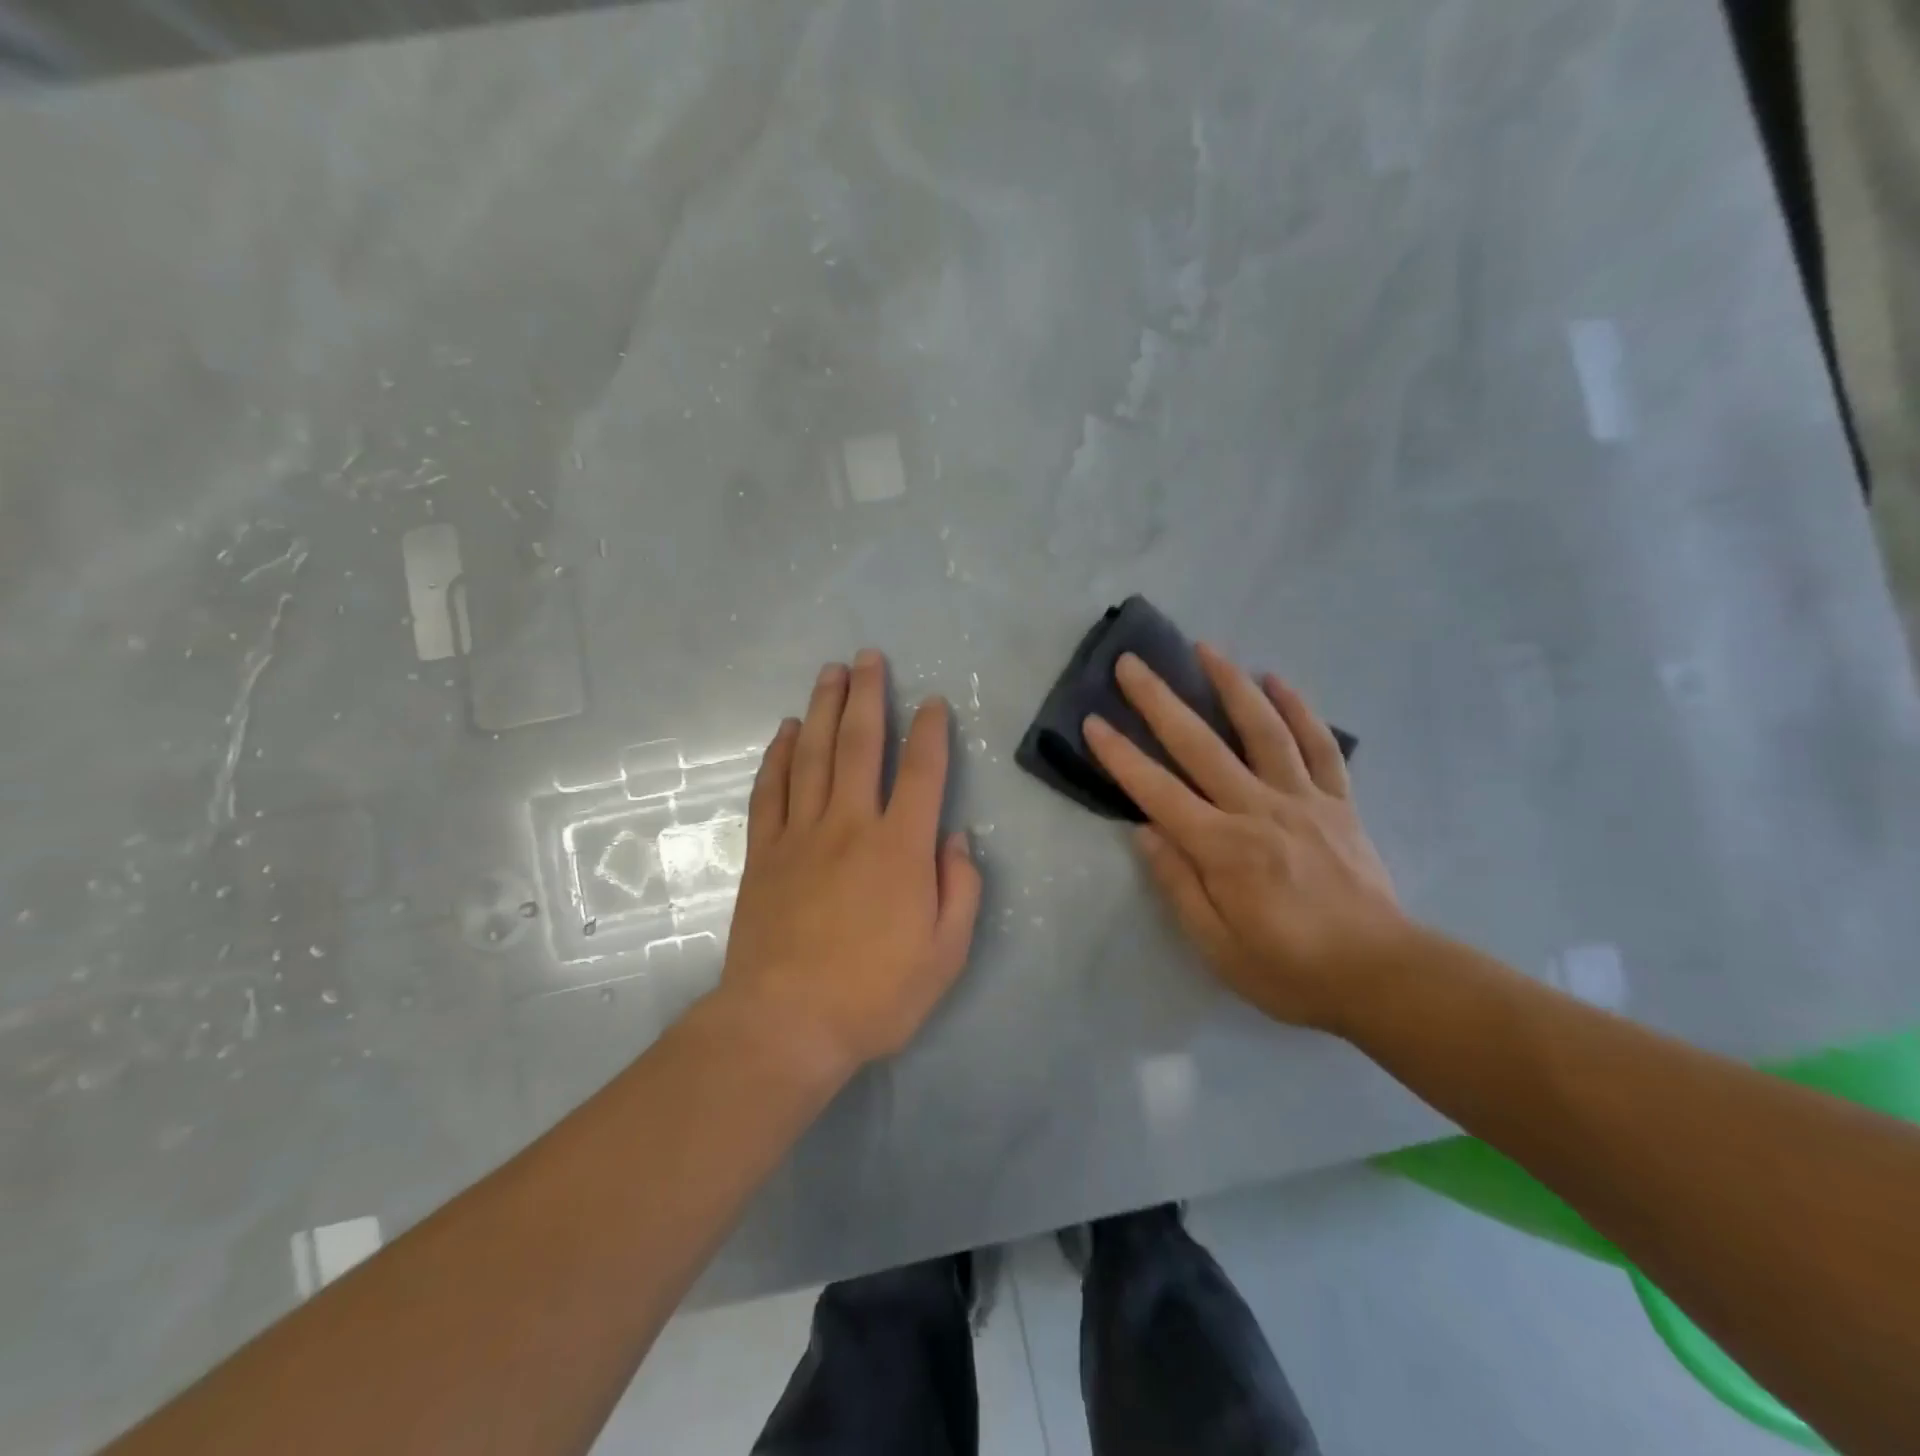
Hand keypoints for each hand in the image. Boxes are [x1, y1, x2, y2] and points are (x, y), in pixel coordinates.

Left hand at [717, 650, 982, 1076]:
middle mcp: (850, 825)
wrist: (785, 1024)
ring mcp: (800, 835)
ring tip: (830, 673)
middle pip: (859, 744)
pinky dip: (777, 755)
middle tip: (869, 657)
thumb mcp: (946, 954)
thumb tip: (957, 839)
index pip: (921, 772)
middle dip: (867, 695)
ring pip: (811, 755)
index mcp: (900, 847)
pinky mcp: (763, 853)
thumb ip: (960, 889)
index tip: (932, 702)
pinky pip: (770, 791)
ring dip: (822, 708)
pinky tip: (784, 730)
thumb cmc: (875, 995)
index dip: (930, 731)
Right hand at [1083, 646, 1407, 1034]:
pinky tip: (1278, 680)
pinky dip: (1299, 710)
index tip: (1093, 722)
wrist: (1382, 976)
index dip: (1121, 756)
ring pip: (1262, 730)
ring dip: (1231, 684)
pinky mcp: (1339, 802)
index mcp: (1222, 848)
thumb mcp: (1217, 947)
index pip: (1158, 791)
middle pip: (1200, 745)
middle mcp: (1258, 810)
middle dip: (1160, 701)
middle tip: (1132, 663)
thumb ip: (1178, 884)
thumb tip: (1144, 830)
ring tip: (1206, 648)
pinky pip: (1319, 746)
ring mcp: (1303, 800)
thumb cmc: (1289, 970)